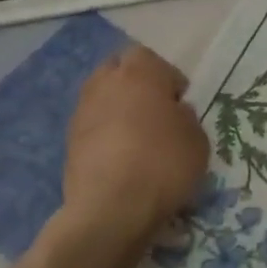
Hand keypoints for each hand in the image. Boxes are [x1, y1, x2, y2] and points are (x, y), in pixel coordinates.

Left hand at [56, 45, 208, 255]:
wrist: (111, 208)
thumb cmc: (163, 163)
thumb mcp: (197, 138)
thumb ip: (185, 117)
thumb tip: (173, 113)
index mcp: (140, 72)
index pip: (151, 58)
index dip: (168, 79)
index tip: (180, 103)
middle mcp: (105, 83)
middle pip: (119, 71)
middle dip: (136, 86)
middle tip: (156, 113)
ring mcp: (82, 112)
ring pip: (103, 98)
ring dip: (118, 110)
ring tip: (138, 138)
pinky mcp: (68, 142)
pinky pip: (93, 127)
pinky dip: (106, 135)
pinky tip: (122, 159)